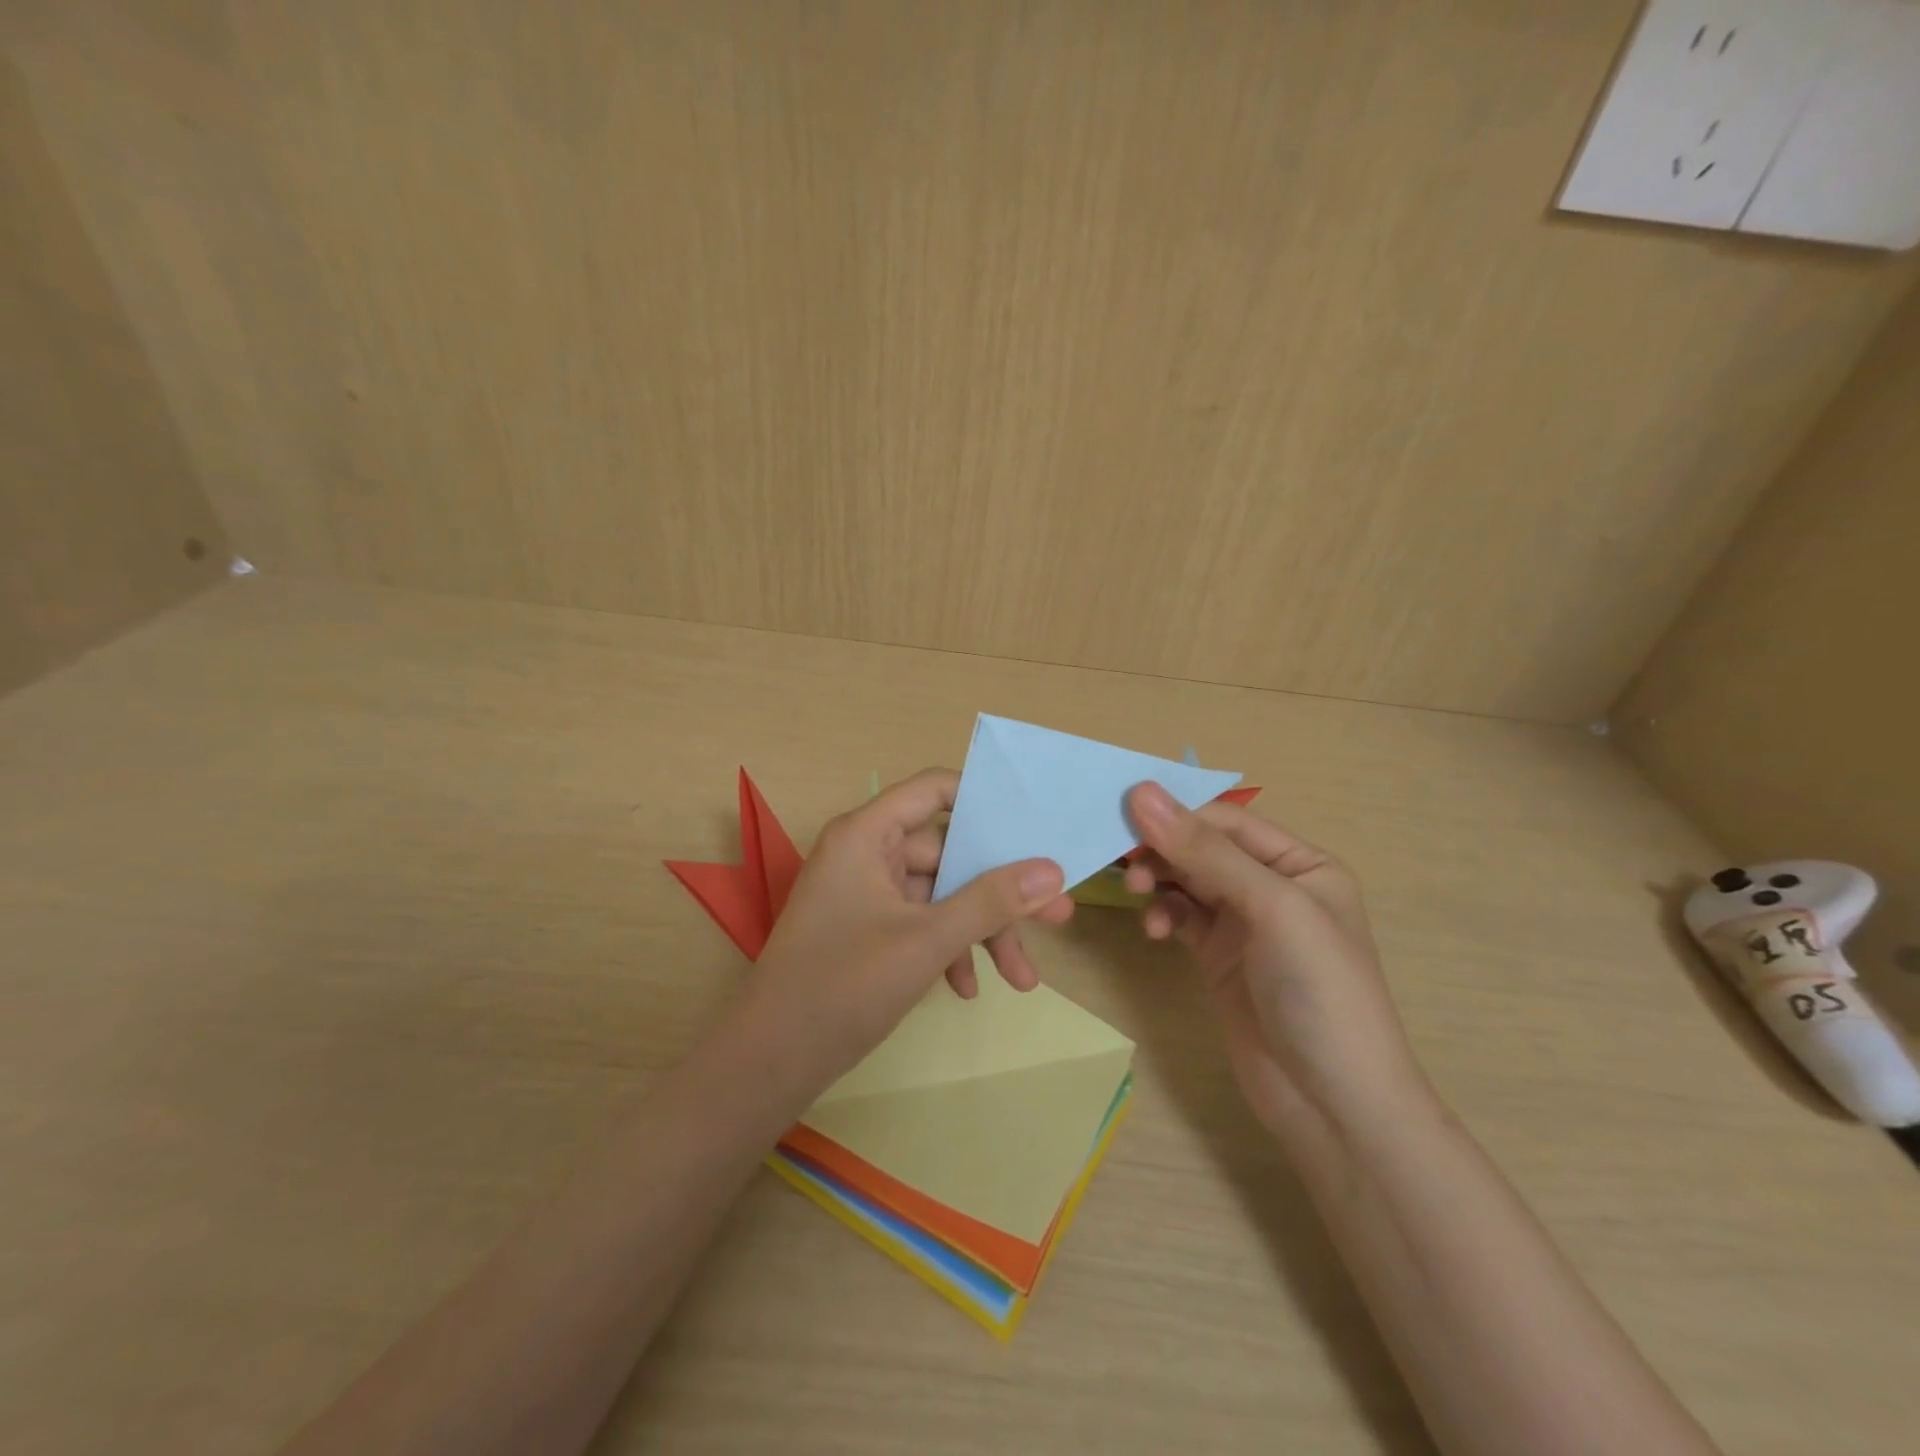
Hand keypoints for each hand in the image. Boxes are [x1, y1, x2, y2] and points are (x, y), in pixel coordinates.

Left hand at [743, 768, 1071, 1087]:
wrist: (770, 1063)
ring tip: (1023, 978)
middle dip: (1000, 891)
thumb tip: (1053, 870)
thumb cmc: (843, 986)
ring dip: (980, 931)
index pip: (934, 790)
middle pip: (948, 853)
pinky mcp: (866, 930)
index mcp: (867, 834)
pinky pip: (919, 923)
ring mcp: (864, 893)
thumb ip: (990, 901)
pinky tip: (967, 989)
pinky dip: (948, 949)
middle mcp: (865, 853)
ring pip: (939, 896)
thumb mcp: (927, 941)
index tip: (1035, 825)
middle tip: (1058, 916)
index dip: (985, 800)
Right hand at [1123, 783, 1426, 1134]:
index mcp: (1301, 864)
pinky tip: (1154, 930)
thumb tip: (1142, 792)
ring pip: (1186, 881)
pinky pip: (1180, 918)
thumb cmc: (1319, 990)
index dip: (1179, 814)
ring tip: (1136, 892)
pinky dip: (1163, 916)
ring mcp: (1243, 925)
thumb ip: (1204, 851)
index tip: (1123, 813)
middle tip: (1121, 857)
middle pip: (1203, 848)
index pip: (1228, 821)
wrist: (1332, 1104)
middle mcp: (1272, 887)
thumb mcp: (1270, 908)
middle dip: (1163, 849)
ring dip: (1158, 880)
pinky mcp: (1218, 957)